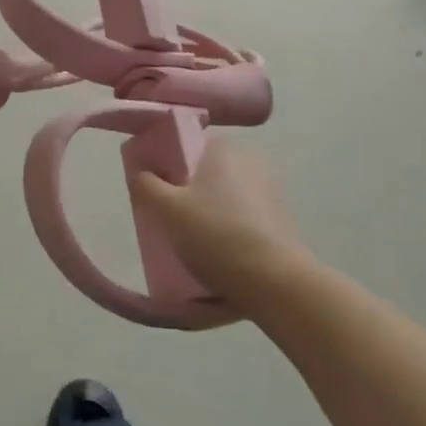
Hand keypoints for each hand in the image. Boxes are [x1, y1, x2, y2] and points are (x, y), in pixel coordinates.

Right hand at [131, 135, 308, 303]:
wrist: (275, 281)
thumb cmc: (216, 234)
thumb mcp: (166, 210)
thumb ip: (147, 186)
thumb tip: (142, 174)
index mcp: (223, 148)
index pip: (190, 145)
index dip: (171, 165)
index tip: (160, 190)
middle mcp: (250, 160)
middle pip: (208, 172)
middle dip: (191, 191)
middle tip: (173, 219)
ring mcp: (271, 190)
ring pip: (228, 196)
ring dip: (213, 212)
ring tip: (195, 242)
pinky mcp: (283, 219)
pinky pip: (246, 217)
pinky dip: (232, 229)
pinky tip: (221, 254)